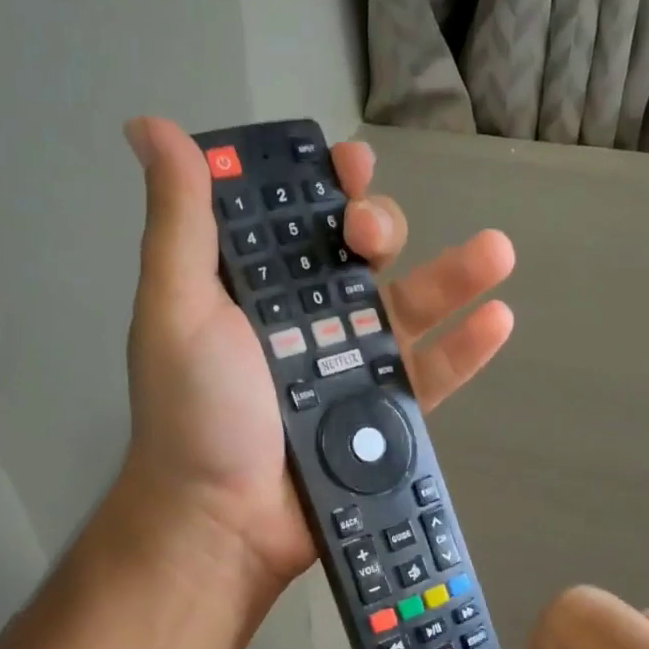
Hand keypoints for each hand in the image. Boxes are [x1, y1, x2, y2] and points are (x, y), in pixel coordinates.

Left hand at [118, 117, 513, 601]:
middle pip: (360, 259)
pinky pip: (430, 377)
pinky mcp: (382, 418)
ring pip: (409, 311)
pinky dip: (465, 350)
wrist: (223, 521)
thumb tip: (150, 126)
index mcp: (257, 293)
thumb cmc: (197, 412)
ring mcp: (349, 372)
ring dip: (454, 276)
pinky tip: (498, 318)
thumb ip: (178, 222)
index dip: (326, 188)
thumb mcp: (177, 308)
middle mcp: (306, 324)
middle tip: (374, 234)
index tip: (349, 169)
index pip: (298, 223)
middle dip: (380, 228)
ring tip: (496, 251)